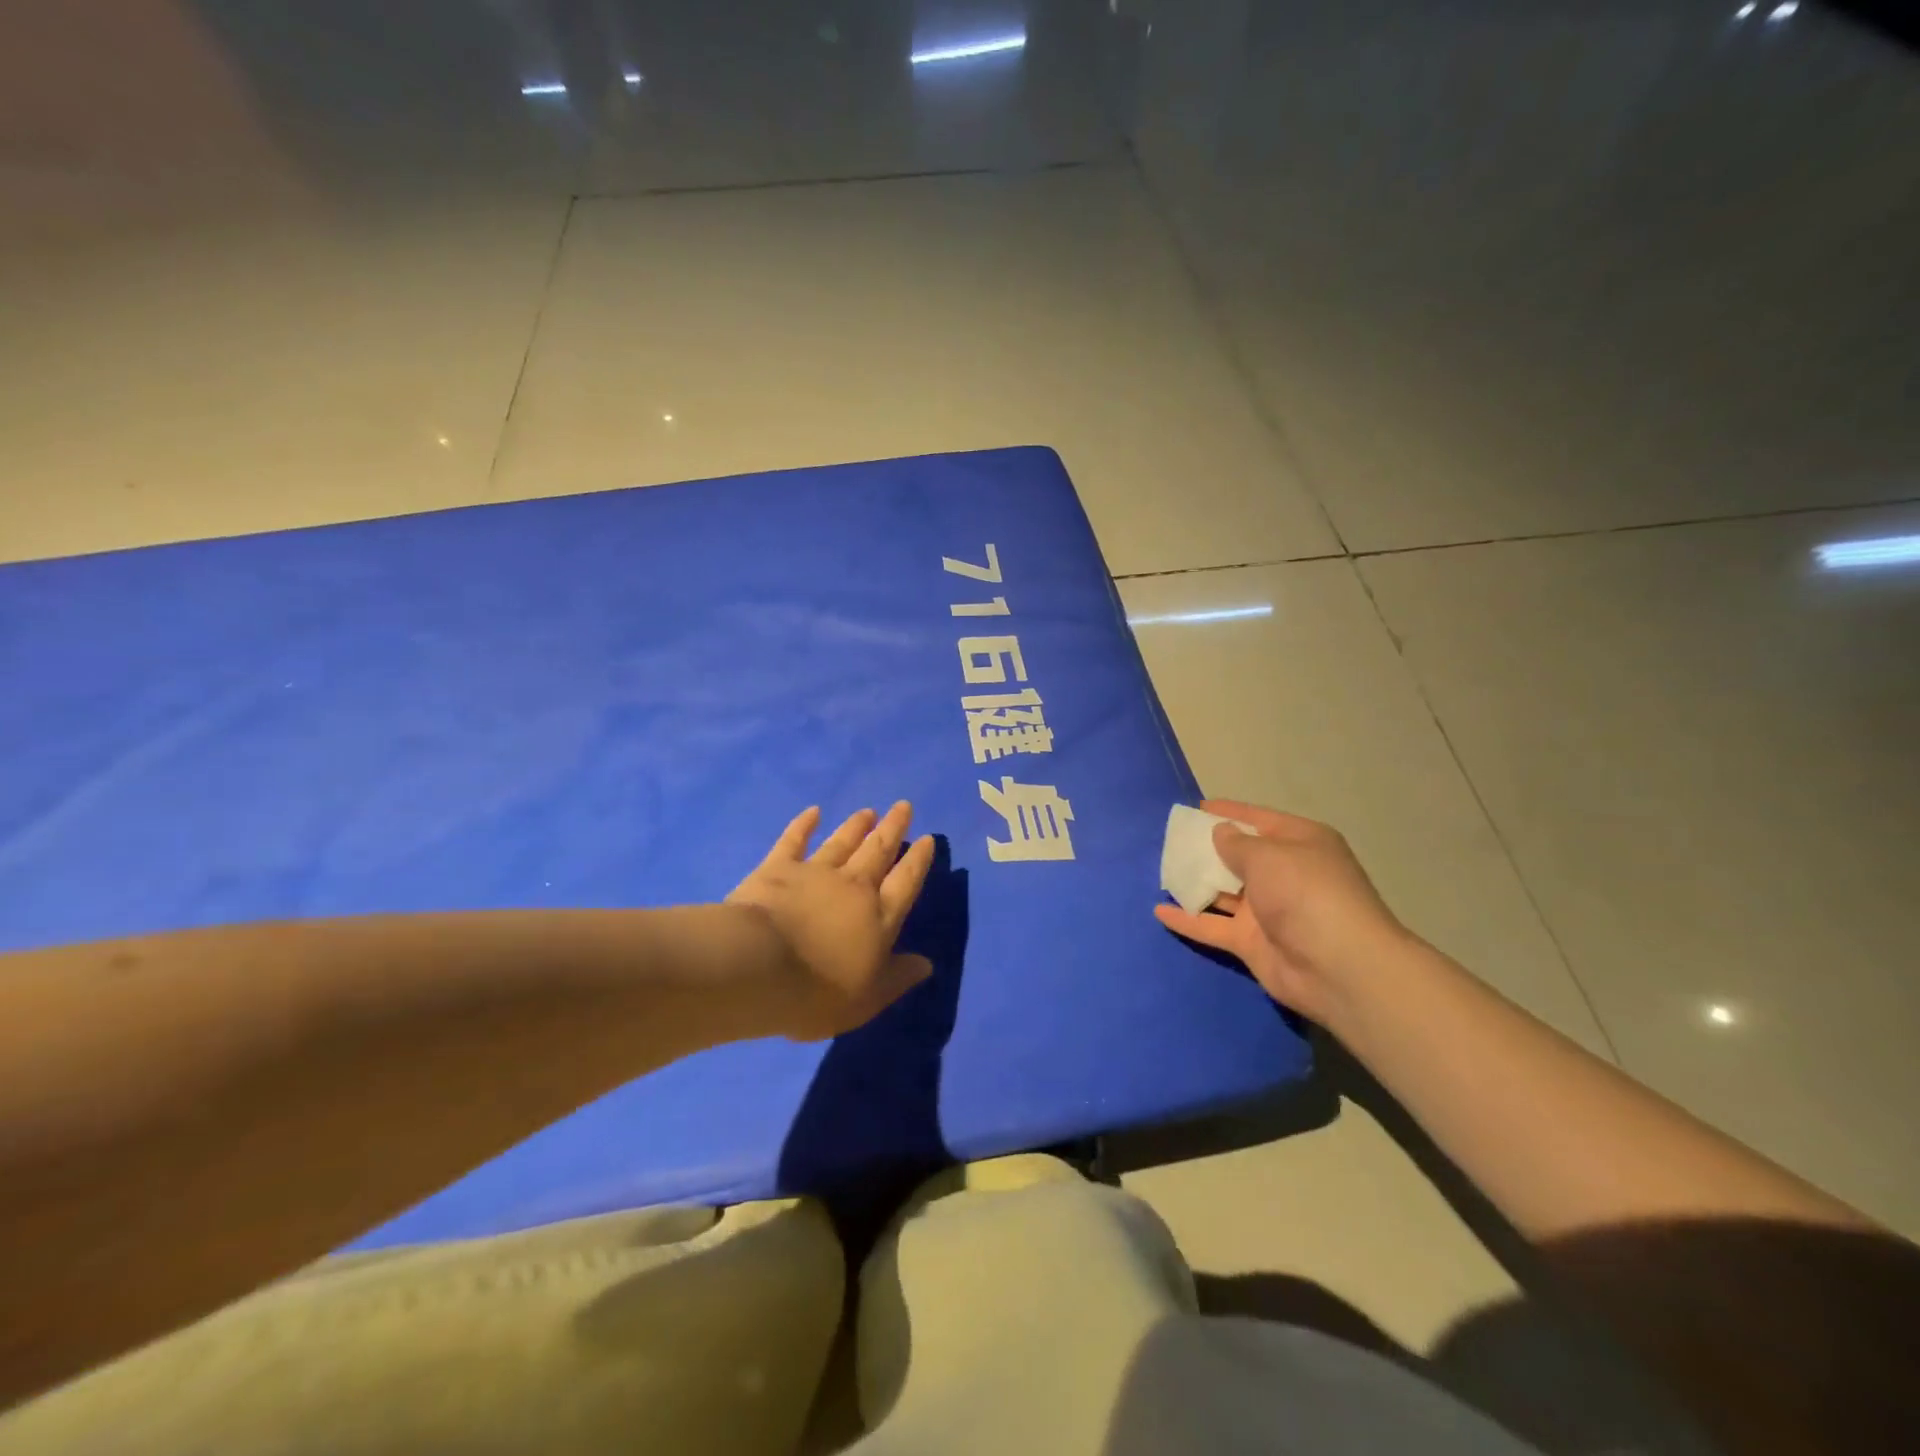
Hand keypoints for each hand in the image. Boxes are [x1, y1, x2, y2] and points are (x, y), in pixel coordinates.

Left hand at [727, 803, 937, 1040]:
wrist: (758, 967)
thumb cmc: (818, 992)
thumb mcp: (868, 999)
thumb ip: (898, 978)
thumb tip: (927, 964)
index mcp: (879, 916)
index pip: (906, 882)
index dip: (918, 860)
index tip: (927, 839)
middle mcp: (853, 886)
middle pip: (878, 851)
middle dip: (893, 828)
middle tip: (903, 806)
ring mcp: (815, 873)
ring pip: (842, 842)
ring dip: (856, 825)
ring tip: (869, 811)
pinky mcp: (778, 868)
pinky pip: (794, 840)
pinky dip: (804, 824)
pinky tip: (813, 811)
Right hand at [1153, 800, 1409, 1025]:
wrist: (1339, 967)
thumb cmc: (1306, 893)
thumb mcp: (1268, 855)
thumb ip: (1236, 844)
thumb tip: (1220, 833)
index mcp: (1299, 844)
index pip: (1259, 820)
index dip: (1228, 813)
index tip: (1195, 808)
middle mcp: (1285, 874)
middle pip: (1239, 856)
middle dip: (1207, 848)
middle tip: (1171, 840)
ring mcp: (1268, 910)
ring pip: (1223, 892)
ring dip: (1196, 883)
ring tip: (1161, 870)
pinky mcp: (1252, 942)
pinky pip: (1213, 926)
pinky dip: (1188, 920)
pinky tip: (1159, 911)